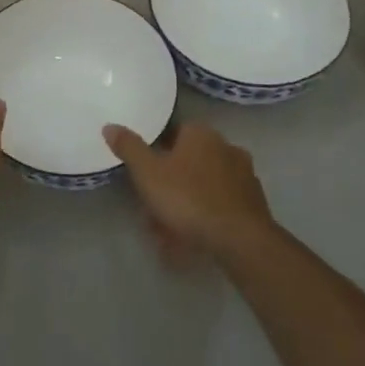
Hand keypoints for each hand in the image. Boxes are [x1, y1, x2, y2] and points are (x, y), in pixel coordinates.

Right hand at [102, 122, 278, 267]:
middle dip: (170, 184)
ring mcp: (244, 175)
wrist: (239, 238)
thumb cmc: (188, 198)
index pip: (174, 133)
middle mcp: (226, 147)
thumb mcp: (148, 173)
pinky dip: (206, 217)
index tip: (145, 175)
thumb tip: (110, 126)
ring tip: (169, 233)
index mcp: (201, 134)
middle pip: (189, 162)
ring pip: (204, 186)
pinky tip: (193, 239)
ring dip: (186, 204)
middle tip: (153, 210)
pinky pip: (220, 205)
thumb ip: (129, 148)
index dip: (156, 154)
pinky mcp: (254, 202)